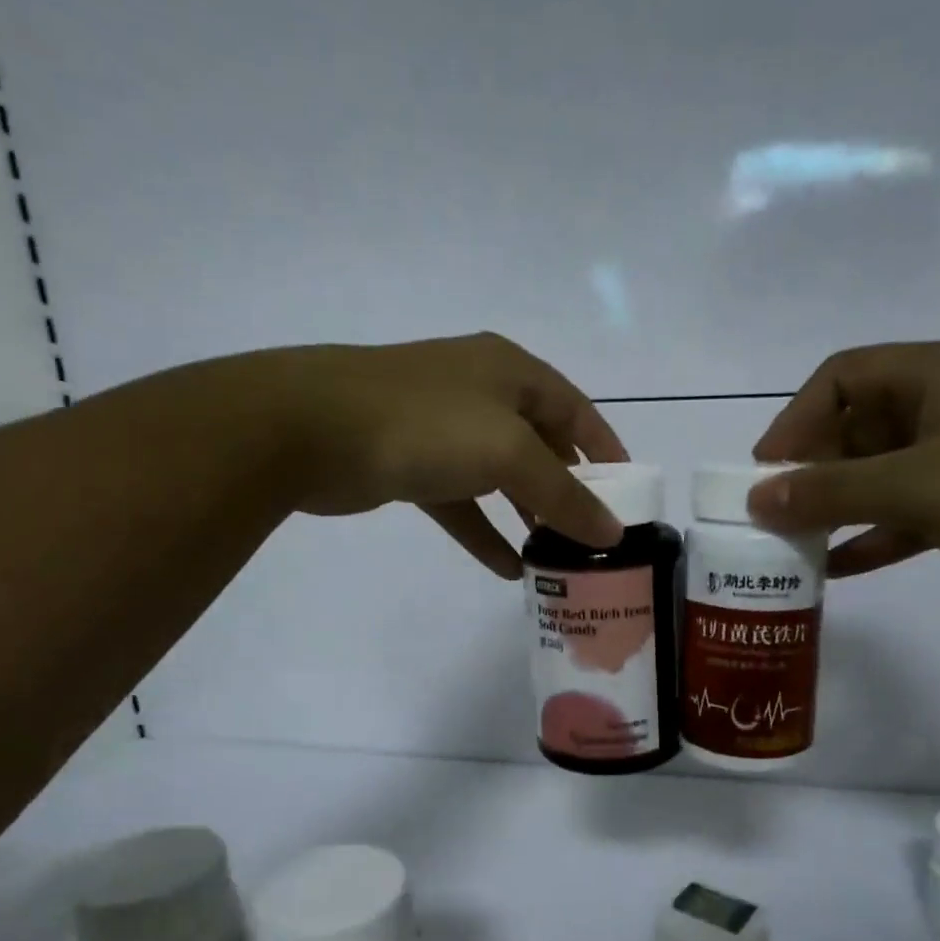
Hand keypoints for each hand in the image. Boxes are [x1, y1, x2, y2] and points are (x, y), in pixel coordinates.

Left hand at [261, 333, 628, 578]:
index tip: (630, 493)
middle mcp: (480, 393)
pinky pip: (461, 503)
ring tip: (557, 556)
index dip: (606, 450)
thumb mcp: (509, 454)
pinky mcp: (411, 465)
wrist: (309, 428)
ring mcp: (442, 429)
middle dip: (567, 489)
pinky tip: (507, 568)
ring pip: (500, 477)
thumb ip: (564, 495)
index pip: (576, 411)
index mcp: (511, 372)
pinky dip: (484, 532)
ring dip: (528, 515)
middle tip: (593, 533)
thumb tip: (612, 533)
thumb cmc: (426, 424)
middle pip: (540, 445)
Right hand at [747, 340, 939, 602]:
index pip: (839, 378)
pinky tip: (840, 569)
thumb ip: (832, 492)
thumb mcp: (917, 486)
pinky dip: (875, 535)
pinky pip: (909, 511)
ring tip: (794, 545)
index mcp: (932, 375)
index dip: (794, 420)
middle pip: (855, 427)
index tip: (764, 471)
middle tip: (774, 517)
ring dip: (838, 507)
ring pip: (880, 473)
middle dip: (811, 471)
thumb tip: (757, 499)